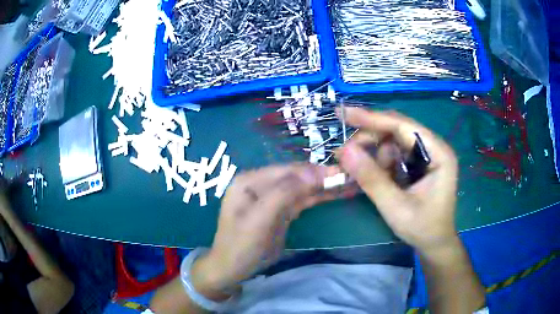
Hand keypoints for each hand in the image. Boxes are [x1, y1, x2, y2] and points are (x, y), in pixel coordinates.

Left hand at [190, 163, 346, 299]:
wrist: (233, 269)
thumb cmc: (240, 246)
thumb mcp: (259, 220)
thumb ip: (284, 194)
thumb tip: (314, 173)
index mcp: (250, 181)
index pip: (286, 171)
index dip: (313, 171)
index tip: (340, 172)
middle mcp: (261, 184)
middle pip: (296, 177)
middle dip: (322, 177)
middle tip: (349, 176)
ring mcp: (272, 197)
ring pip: (302, 188)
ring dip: (324, 186)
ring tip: (348, 182)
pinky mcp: (281, 211)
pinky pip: (302, 200)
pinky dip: (319, 197)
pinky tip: (336, 193)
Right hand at [335, 107, 458, 253]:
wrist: (434, 243)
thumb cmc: (422, 228)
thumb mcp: (395, 207)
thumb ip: (371, 179)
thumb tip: (343, 151)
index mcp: (438, 153)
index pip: (403, 125)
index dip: (373, 118)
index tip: (344, 114)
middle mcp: (433, 147)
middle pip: (396, 130)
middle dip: (370, 140)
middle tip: (344, 154)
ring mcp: (426, 155)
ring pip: (392, 141)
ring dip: (374, 155)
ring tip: (360, 173)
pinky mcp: (418, 164)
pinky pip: (394, 154)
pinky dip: (379, 163)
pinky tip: (372, 175)